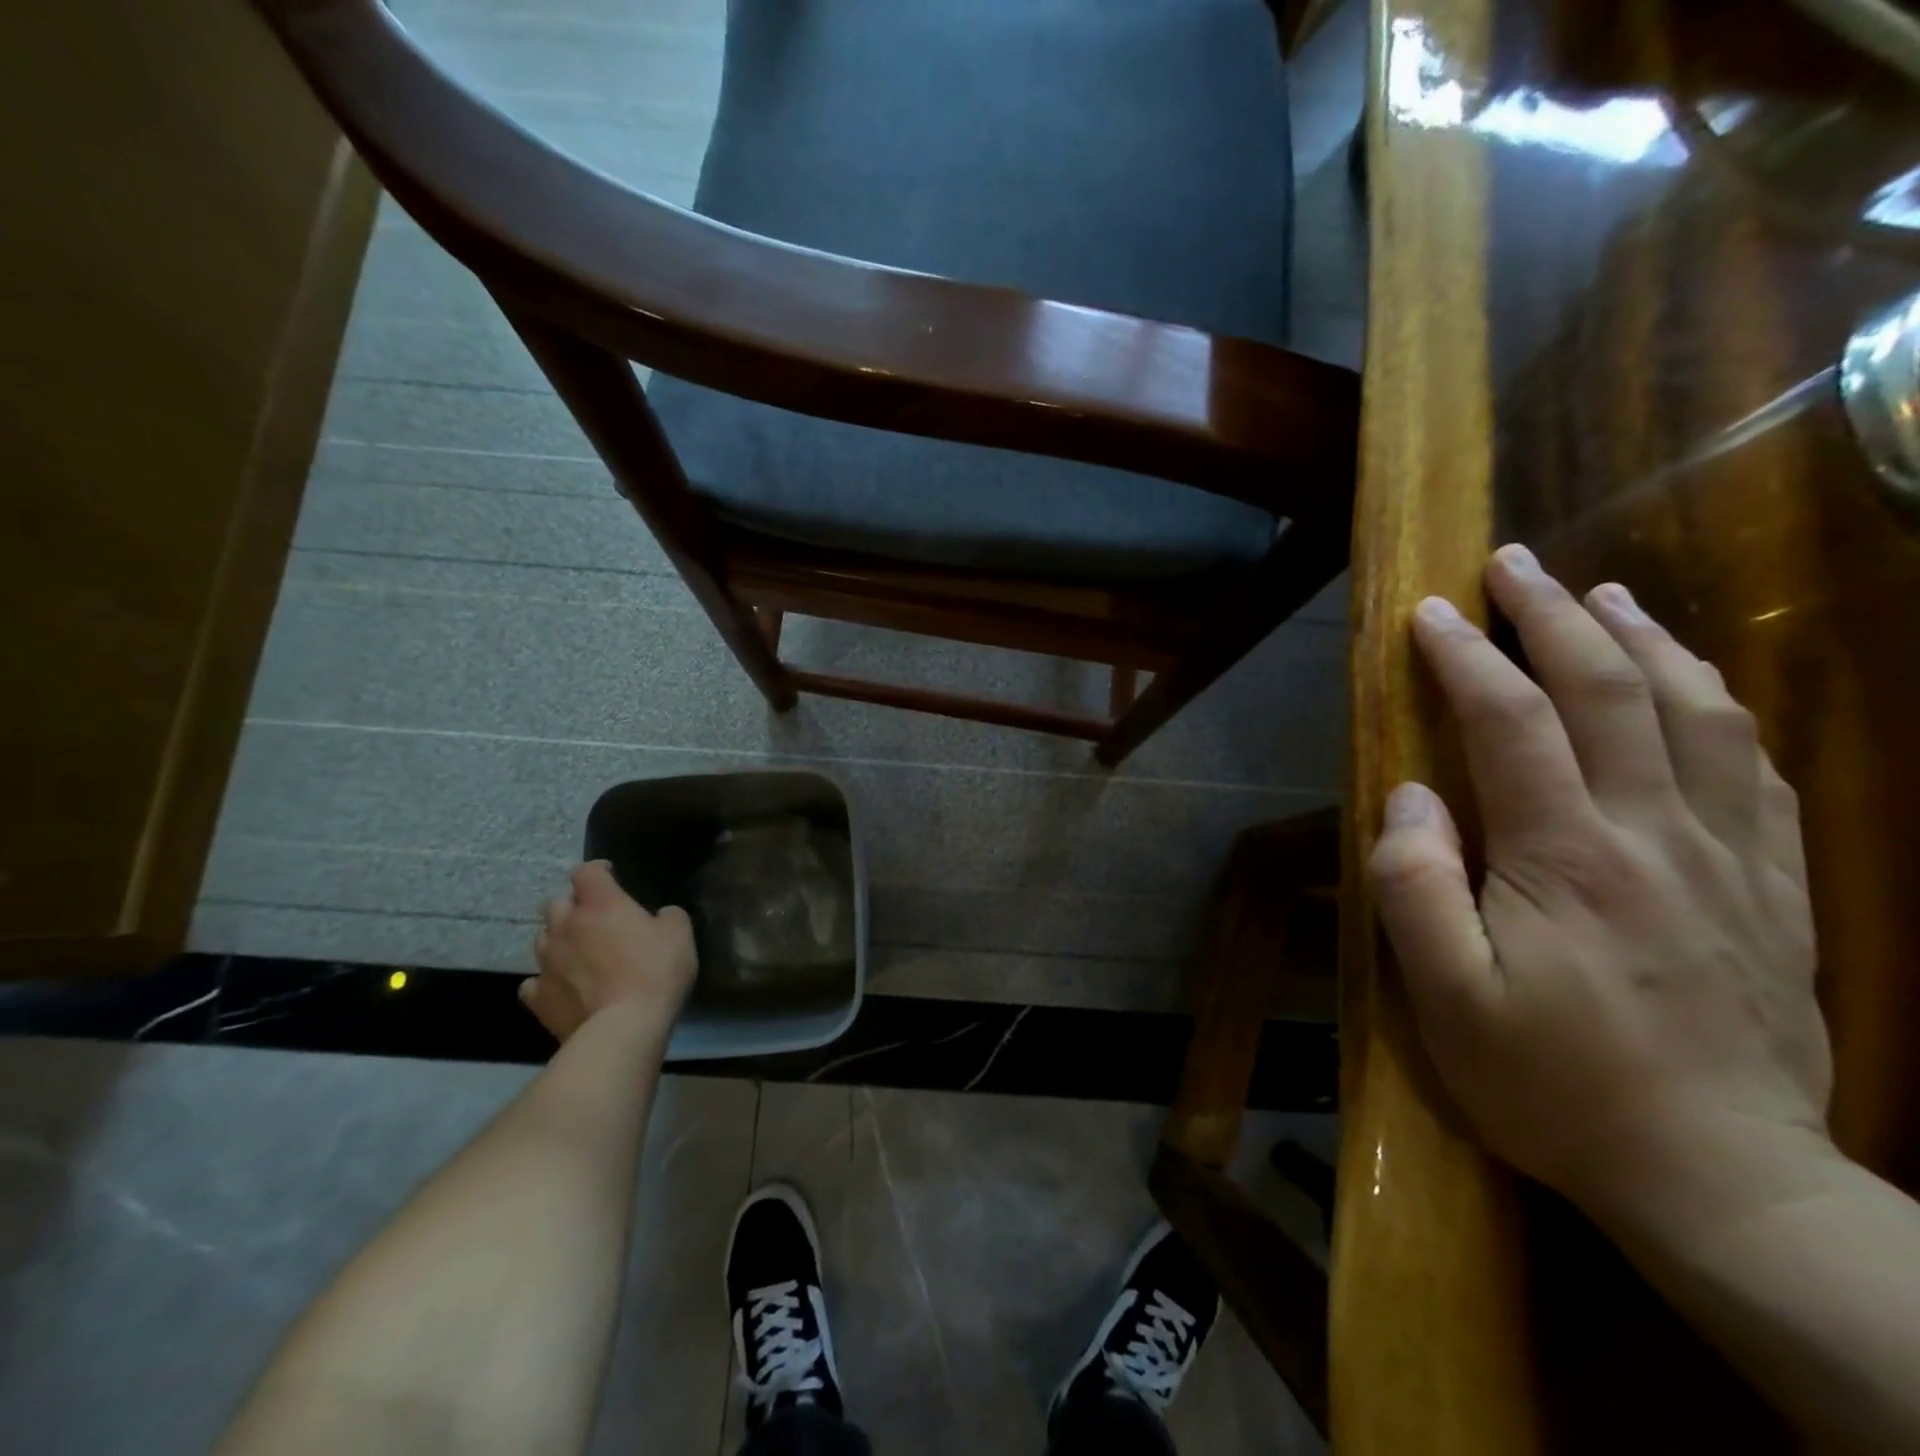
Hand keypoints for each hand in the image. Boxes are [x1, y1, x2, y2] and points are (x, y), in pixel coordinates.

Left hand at [521, 861, 696, 1041]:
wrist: (622, 1028)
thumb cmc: (655, 972)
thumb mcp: (680, 934)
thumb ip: (668, 916)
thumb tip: (660, 915)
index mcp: (600, 904)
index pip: (586, 871)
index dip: (597, 870)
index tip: (610, 875)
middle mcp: (566, 926)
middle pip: (556, 902)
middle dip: (572, 905)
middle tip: (593, 916)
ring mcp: (547, 962)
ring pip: (542, 939)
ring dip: (558, 939)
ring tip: (577, 951)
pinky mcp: (538, 997)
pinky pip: (533, 982)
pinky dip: (546, 979)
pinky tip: (562, 986)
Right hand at [1368, 544, 1831, 1229]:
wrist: (1720, 1178)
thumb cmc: (1553, 1084)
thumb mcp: (1444, 997)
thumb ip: (1414, 886)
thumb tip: (1410, 797)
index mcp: (1567, 858)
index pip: (1512, 722)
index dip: (1468, 656)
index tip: (1431, 611)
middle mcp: (1656, 834)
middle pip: (1611, 692)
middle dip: (1556, 616)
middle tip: (1516, 564)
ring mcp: (1731, 856)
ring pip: (1698, 713)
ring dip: (1644, 640)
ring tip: (1606, 594)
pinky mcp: (1776, 886)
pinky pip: (1755, 767)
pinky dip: (1718, 703)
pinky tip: (1693, 682)